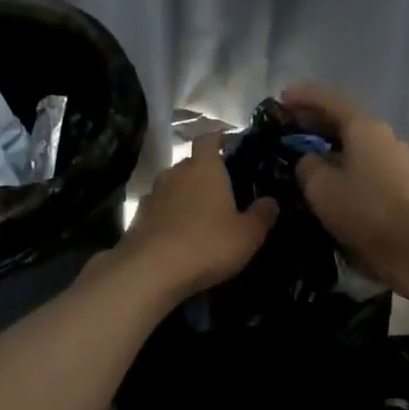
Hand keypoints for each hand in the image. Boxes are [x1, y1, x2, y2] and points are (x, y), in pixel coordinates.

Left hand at [112, 135, 278, 302]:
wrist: (151, 270)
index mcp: (205, 168)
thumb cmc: (207, 245)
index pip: (209, 139)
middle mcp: (176, 173)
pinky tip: (178, 233)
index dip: (218, 139)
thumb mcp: (247, 235)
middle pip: (190, 163)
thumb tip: (270, 201)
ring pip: (173, 185)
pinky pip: (159, 208)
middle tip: (221, 189)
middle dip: (204, 172)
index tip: (229, 146)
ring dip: (185, 194)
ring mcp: (153, 194)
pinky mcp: (138, 217)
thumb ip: (262, 215)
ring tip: (199, 214)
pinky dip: (169, 214)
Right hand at [281, 83, 408, 297]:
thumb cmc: (363, 209)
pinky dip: (340, 163)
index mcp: (364, 127)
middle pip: (343, 120)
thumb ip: (306, 165)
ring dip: (326, 145)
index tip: (279, 100)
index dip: (302, 97)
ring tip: (300, 154)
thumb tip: (308, 160)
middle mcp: (382, 136)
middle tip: (285, 128)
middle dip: (313, 121)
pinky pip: (361, 164)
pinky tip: (324, 177)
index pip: (328, 100)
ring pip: (352, 144)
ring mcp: (393, 160)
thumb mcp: (320, 186)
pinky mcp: (396, 184)